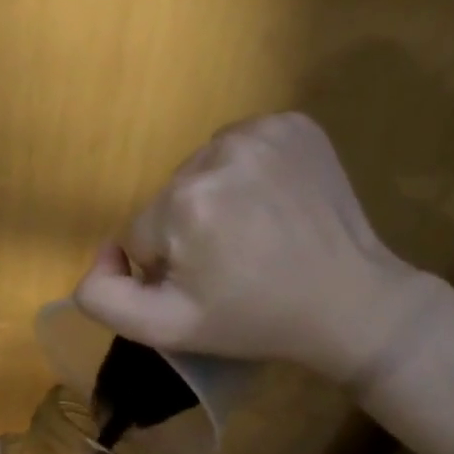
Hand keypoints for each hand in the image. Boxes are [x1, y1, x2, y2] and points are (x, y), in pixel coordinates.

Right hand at [74, 113, 437, 384]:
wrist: (350, 302)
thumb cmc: (254, 321)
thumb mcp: (165, 329)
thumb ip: (102, 297)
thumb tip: (105, 251)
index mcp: (183, 203)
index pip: (140, 234)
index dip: (168, 266)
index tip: (208, 284)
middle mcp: (217, 151)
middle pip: (169, 198)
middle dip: (189, 231)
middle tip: (234, 262)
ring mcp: (261, 131)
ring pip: (201, 170)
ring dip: (215, 199)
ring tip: (255, 233)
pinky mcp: (293, 123)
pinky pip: (240, 147)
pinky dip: (246, 174)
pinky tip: (272, 204)